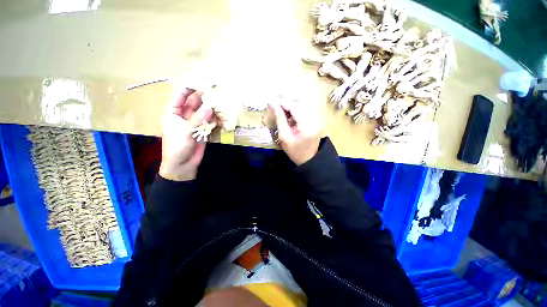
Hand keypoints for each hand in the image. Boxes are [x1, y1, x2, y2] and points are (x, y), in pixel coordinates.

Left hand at [159, 88, 213, 180]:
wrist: (183, 165)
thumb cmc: (177, 147)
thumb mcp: (185, 131)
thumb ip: (198, 118)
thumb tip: (210, 106)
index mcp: (173, 112)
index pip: (181, 96)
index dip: (190, 87)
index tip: (201, 81)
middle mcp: (185, 115)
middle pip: (195, 103)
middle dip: (205, 98)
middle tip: (217, 91)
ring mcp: (195, 123)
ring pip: (205, 112)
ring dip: (213, 109)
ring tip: (222, 104)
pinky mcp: (204, 130)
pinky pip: (210, 122)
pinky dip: (216, 120)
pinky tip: (222, 119)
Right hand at [269, 99, 323, 165]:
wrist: (309, 158)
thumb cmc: (295, 151)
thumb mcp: (284, 136)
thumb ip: (279, 118)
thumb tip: (271, 103)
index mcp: (307, 124)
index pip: (295, 106)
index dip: (282, 102)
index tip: (271, 102)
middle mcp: (315, 118)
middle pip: (300, 102)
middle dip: (287, 103)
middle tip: (277, 107)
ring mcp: (318, 117)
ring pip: (303, 103)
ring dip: (292, 105)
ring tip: (283, 111)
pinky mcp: (317, 118)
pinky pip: (306, 108)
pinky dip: (297, 109)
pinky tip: (291, 115)